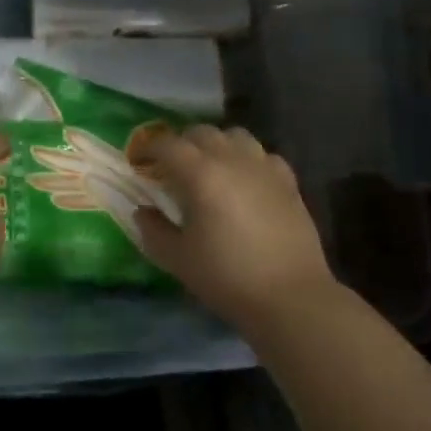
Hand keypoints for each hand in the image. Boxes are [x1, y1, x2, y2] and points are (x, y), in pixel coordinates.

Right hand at [133, 126, 343, 336]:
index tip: (139, 161)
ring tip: (209, 168)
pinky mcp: (288, 182)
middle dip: (181, 143)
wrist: (291, 297)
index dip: (149, 148)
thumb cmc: (226, 277)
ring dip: (216, 145)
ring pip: (235, 136)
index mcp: (200, 174)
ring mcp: (264, 168)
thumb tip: (143, 211)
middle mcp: (232, 160)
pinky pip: (263, 155)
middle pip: (202, 133)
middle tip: (170, 167)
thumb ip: (153, 230)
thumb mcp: (177, 259)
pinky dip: (248, 159)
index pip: (167, 144)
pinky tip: (245, 181)